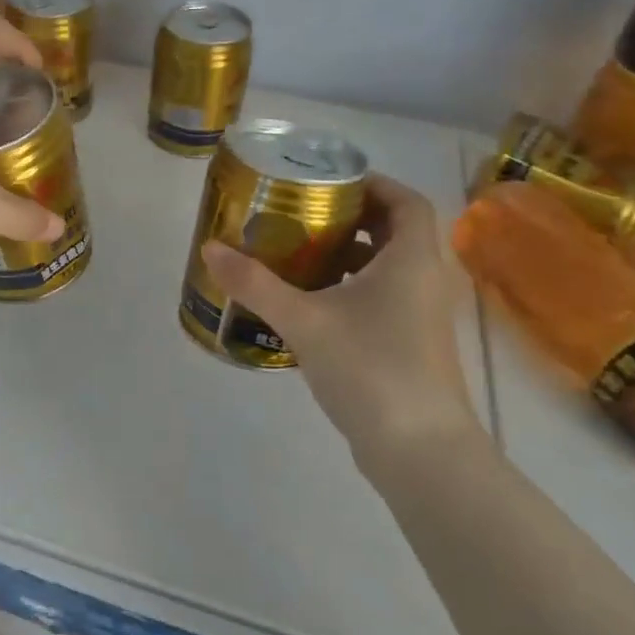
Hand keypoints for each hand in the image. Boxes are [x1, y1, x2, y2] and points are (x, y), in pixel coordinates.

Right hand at [201, 173, 481, 470]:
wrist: (420, 451)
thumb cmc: (370, 368)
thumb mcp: (304, 321)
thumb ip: (255, 284)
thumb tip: (210, 249)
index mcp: (411, 260)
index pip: (405, 200)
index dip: (372, 183)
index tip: (328, 183)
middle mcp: (424, 281)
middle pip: (394, 231)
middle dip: (350, 219)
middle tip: (302, 216)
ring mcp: (422, 317)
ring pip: (388, 268)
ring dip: (349, 256)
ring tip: (298, 255)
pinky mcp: (412, 347)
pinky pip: (383, 299)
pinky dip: (351, 290)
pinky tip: (311, 305)